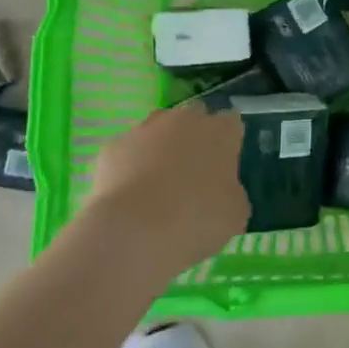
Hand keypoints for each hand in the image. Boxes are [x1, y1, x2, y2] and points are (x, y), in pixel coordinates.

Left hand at [81, 106, 246, 277]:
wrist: (134, 230)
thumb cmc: (197, 220)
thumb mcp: (235, 214)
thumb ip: (231, 191)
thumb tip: (222, 190)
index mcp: (220, 132)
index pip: (231, 123)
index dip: (228, 142)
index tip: (225, 164)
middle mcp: (184, 120)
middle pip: (193, 117)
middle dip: (194, 137)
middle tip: (193, 172)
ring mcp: (145, 130)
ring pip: (158, 129)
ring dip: (161, 147)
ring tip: (159, 184)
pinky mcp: (113, 147)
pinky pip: (128, 152)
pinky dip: (131, 166)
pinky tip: (131, 195)